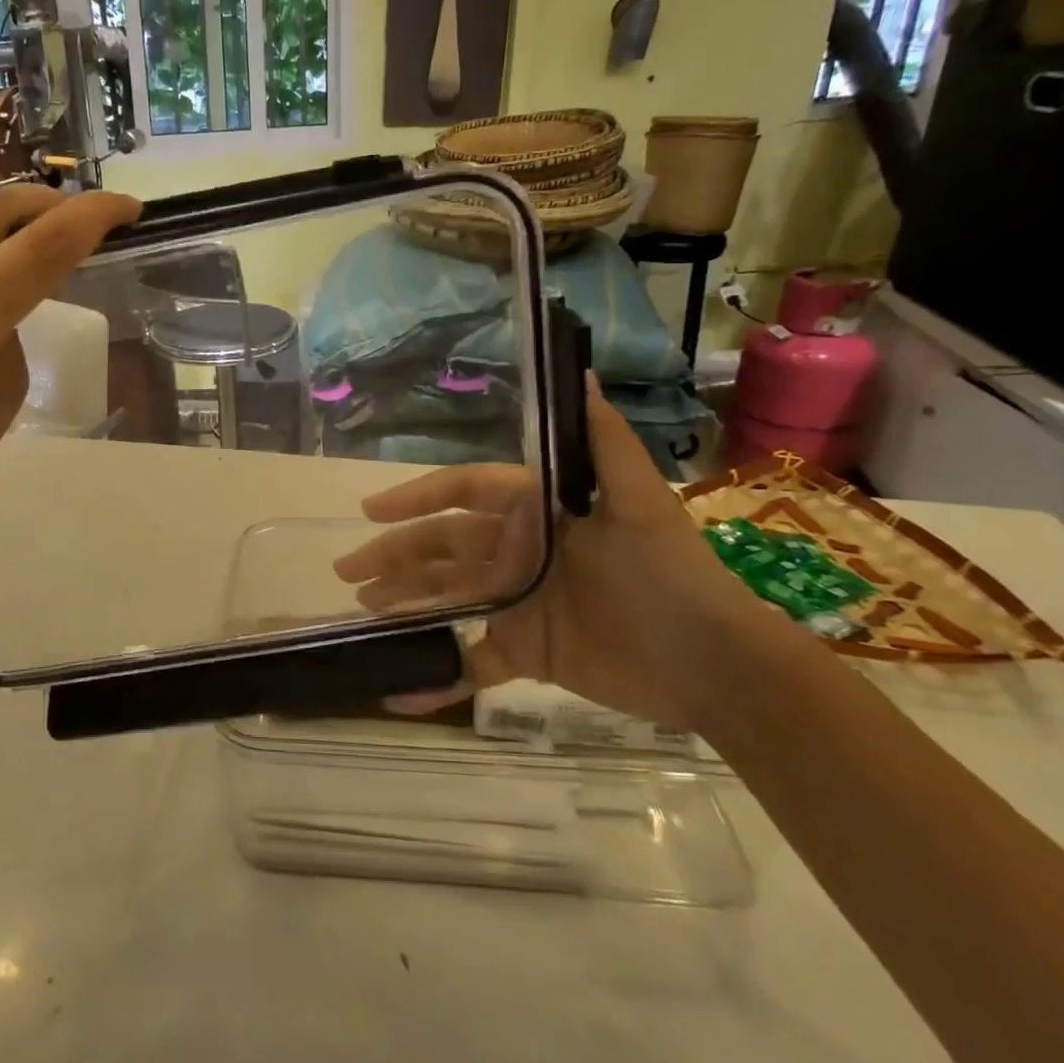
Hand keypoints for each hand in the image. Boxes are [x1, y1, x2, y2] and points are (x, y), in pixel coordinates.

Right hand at [332, 378, 790, 729]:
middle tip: (347, 570)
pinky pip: (470, 662)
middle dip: (393, 555)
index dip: (415, 498)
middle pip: (441, 548)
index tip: (370, 510)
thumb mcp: (640, 502)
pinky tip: (398, 690)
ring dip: (403, 601)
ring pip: (445, 597)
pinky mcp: (524, 652)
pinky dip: (436, 677)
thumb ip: (603, 442)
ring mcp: (517, 603)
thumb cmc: (669, 576)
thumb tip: (582, 373)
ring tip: (361, 608)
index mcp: (535, 513)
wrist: (716, 667)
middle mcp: (517, 552)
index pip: (463, 494)